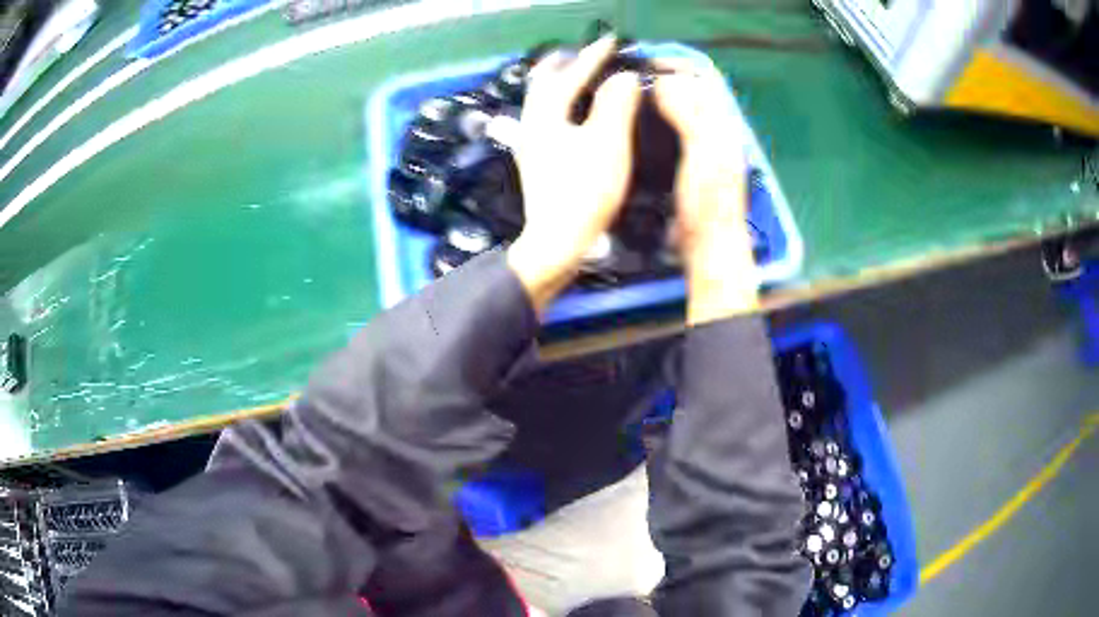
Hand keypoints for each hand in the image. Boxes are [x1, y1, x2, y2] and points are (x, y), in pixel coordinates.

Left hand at [507, 36, 642, 313]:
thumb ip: (616, 105)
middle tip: (585, 55)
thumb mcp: (607, 144)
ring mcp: (530, 144)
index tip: (611, 40)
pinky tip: (573, 115)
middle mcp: (531, 124)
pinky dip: (560, 105)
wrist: (556, 242)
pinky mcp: (535, 161)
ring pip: (540, 101)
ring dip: (559, 84)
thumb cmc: (584, 192)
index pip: (571, 75)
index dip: (593, 56)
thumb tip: (623, 78)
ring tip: (580, 78)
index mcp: (546, 115)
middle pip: (542, 83)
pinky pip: (545, 118)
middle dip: (564, 64)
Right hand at [652, 60, 759, 324]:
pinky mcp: (685, 166)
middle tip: (629, 83)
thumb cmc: (707, 202)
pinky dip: (651, 123)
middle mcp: (714, 133)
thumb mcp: (703, 155)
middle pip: (689, 93)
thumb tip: (663, 83)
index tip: (644, 68)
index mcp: (722, 126)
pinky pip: (668, 133)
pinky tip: (633, 128)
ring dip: (654, 101)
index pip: (703, 81)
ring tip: (627, 100)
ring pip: (677, 112)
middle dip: (661, 82)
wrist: (707, 246)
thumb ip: (689, 116)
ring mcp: (699, 150)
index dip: (676, 68)